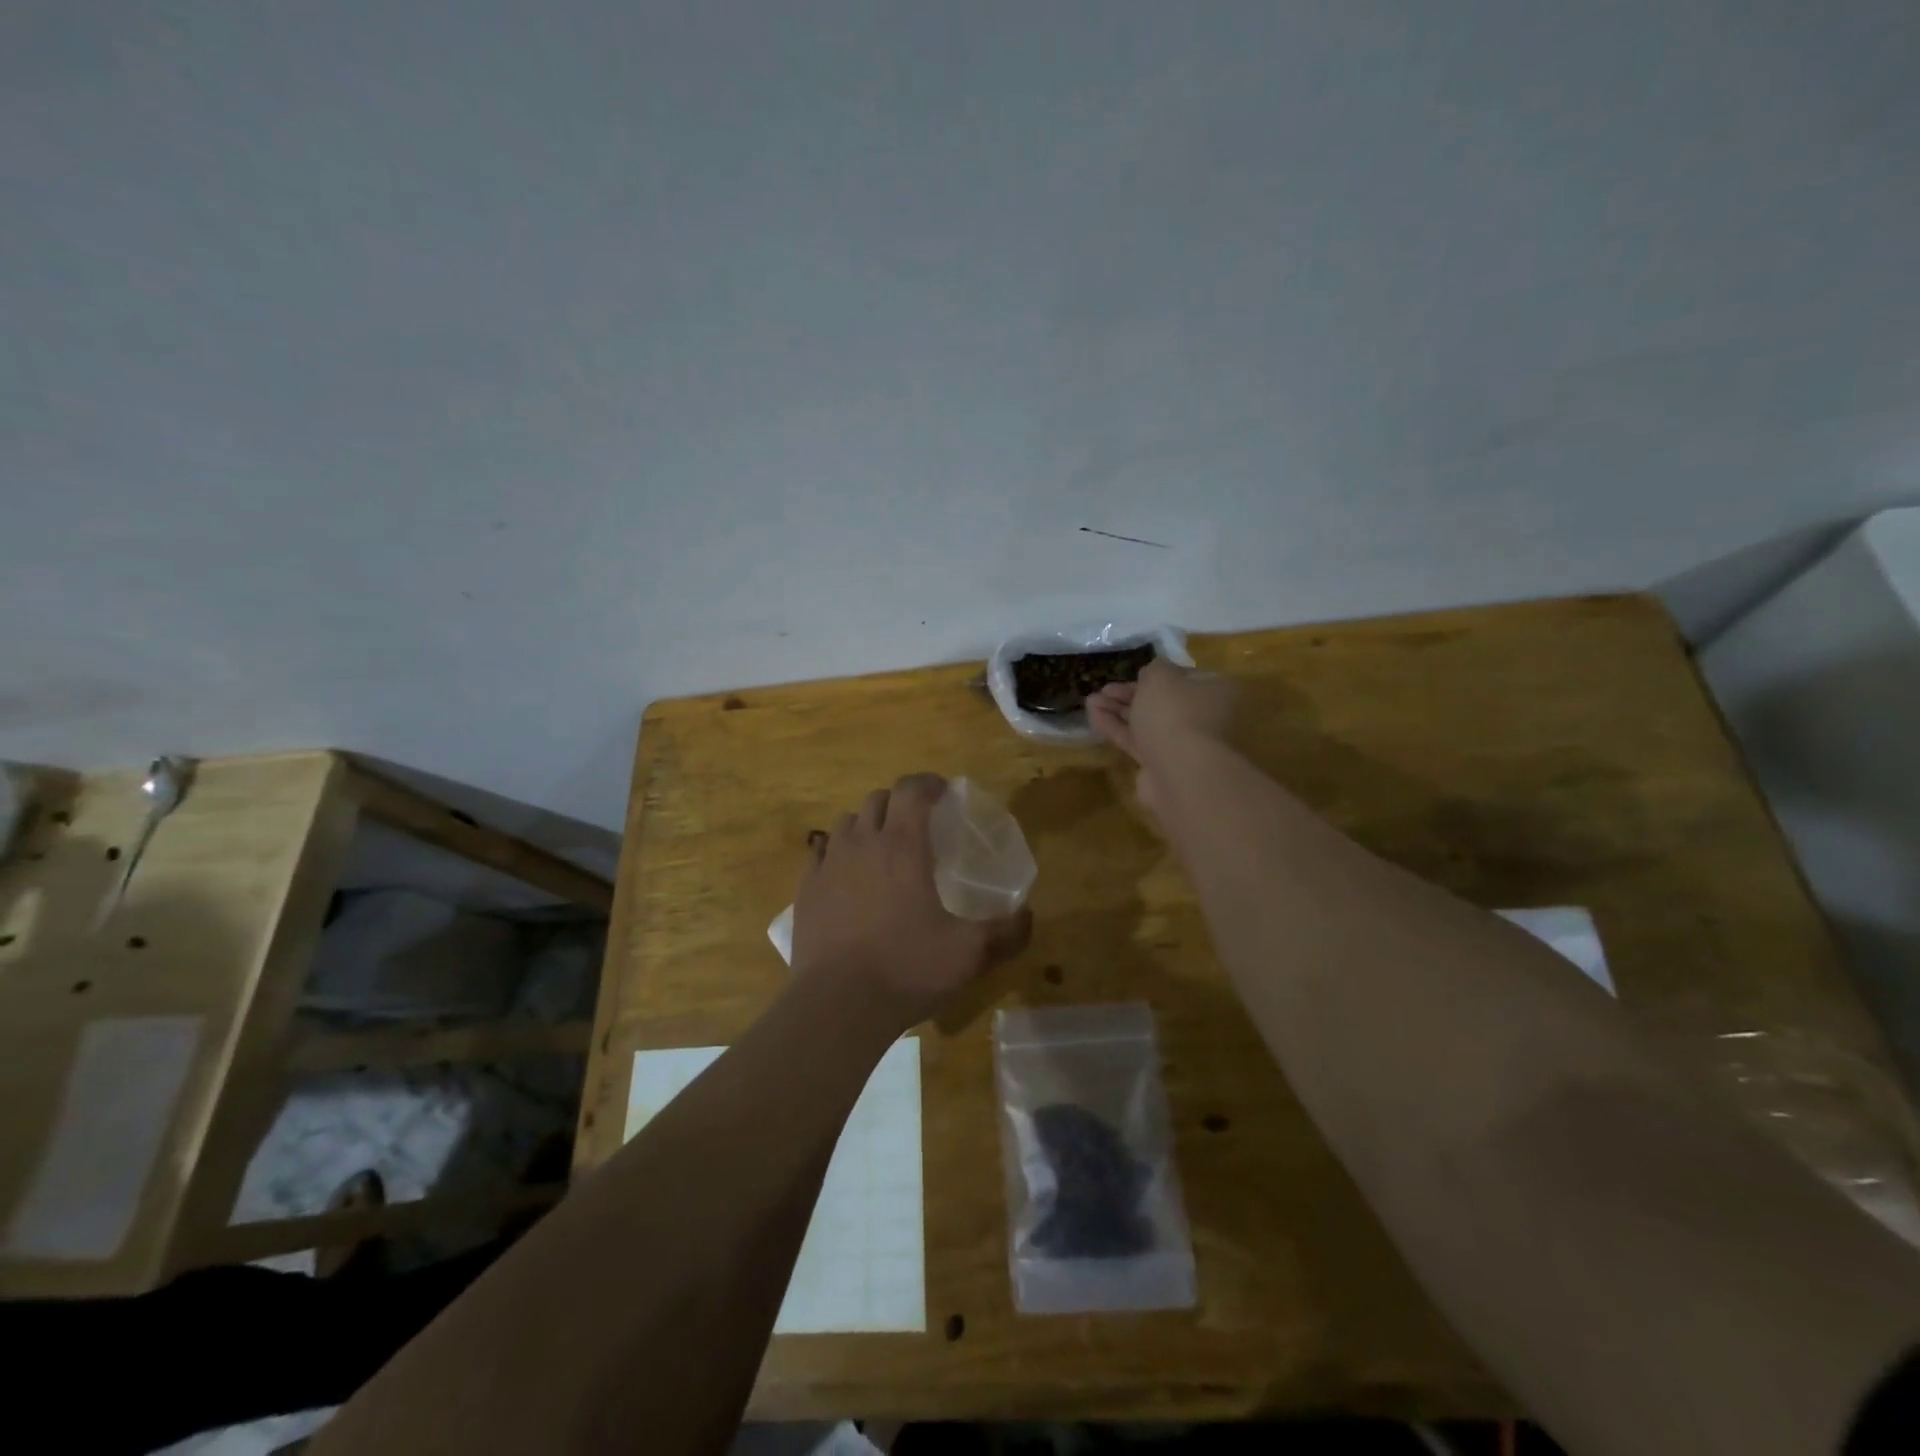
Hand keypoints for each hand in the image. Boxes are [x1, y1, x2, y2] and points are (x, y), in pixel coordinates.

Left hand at [791, 773, 1031, 1030]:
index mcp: (903, 846)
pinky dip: (837, 851)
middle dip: (900, 802)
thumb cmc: (906, 968)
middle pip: (879, 799)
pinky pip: (820, 851)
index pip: (912, 789)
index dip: (929, 783)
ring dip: (868, 824)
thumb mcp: (969, 954)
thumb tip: (1030, 915)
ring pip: (848, 821)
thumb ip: (1006, 932)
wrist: (837, 1005)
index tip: (944, 792)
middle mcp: (863, 843)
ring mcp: (829, 864)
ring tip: (882, 847)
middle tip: (918, 823)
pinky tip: (846, 873)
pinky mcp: (806, 888)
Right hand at [1088, 660, 1237, 817]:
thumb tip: (1151, 675)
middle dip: (1130, 695)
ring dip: (1118, 711)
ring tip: (1090, 701)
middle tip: (1104, 689)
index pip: (1184, 679)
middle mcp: (1204, 719)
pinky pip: (1138, 743)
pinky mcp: (1163, 766)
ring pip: (1147, 723)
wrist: (1180, 771)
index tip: (1131, 674)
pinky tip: (1094, 717)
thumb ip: (1154, 669)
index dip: (1155, 676)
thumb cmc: (1175, 713)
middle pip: (1163, 702)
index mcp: (1215, 692)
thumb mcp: (1160, 676)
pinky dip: (1117, 729)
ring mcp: (1184, 745)